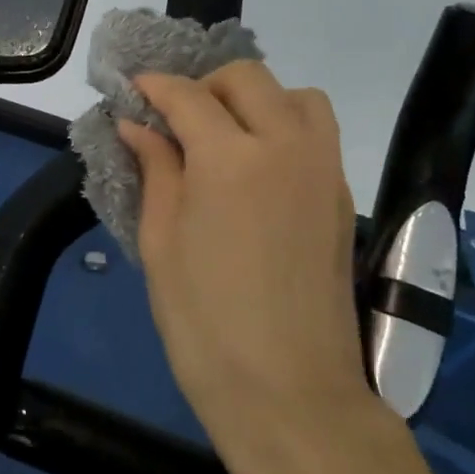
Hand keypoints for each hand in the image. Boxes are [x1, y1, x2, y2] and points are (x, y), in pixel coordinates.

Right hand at [122, 62, 412, 473]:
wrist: (291, 394)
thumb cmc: (205, 324)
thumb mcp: (160, 243)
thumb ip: (155, 170)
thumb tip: (136, 125)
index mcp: (231, 159)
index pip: (188, 96)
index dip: (154, 87)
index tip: (132, 91)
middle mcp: (286, 147)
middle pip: (247, 79)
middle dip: (204, 85)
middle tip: (174, 118)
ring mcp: (323, 170)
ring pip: (295, 96)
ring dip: (254, 98)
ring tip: (222, 134)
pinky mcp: (342, 197)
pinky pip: (315, 133)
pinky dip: (283, 125)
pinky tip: (255, 166)